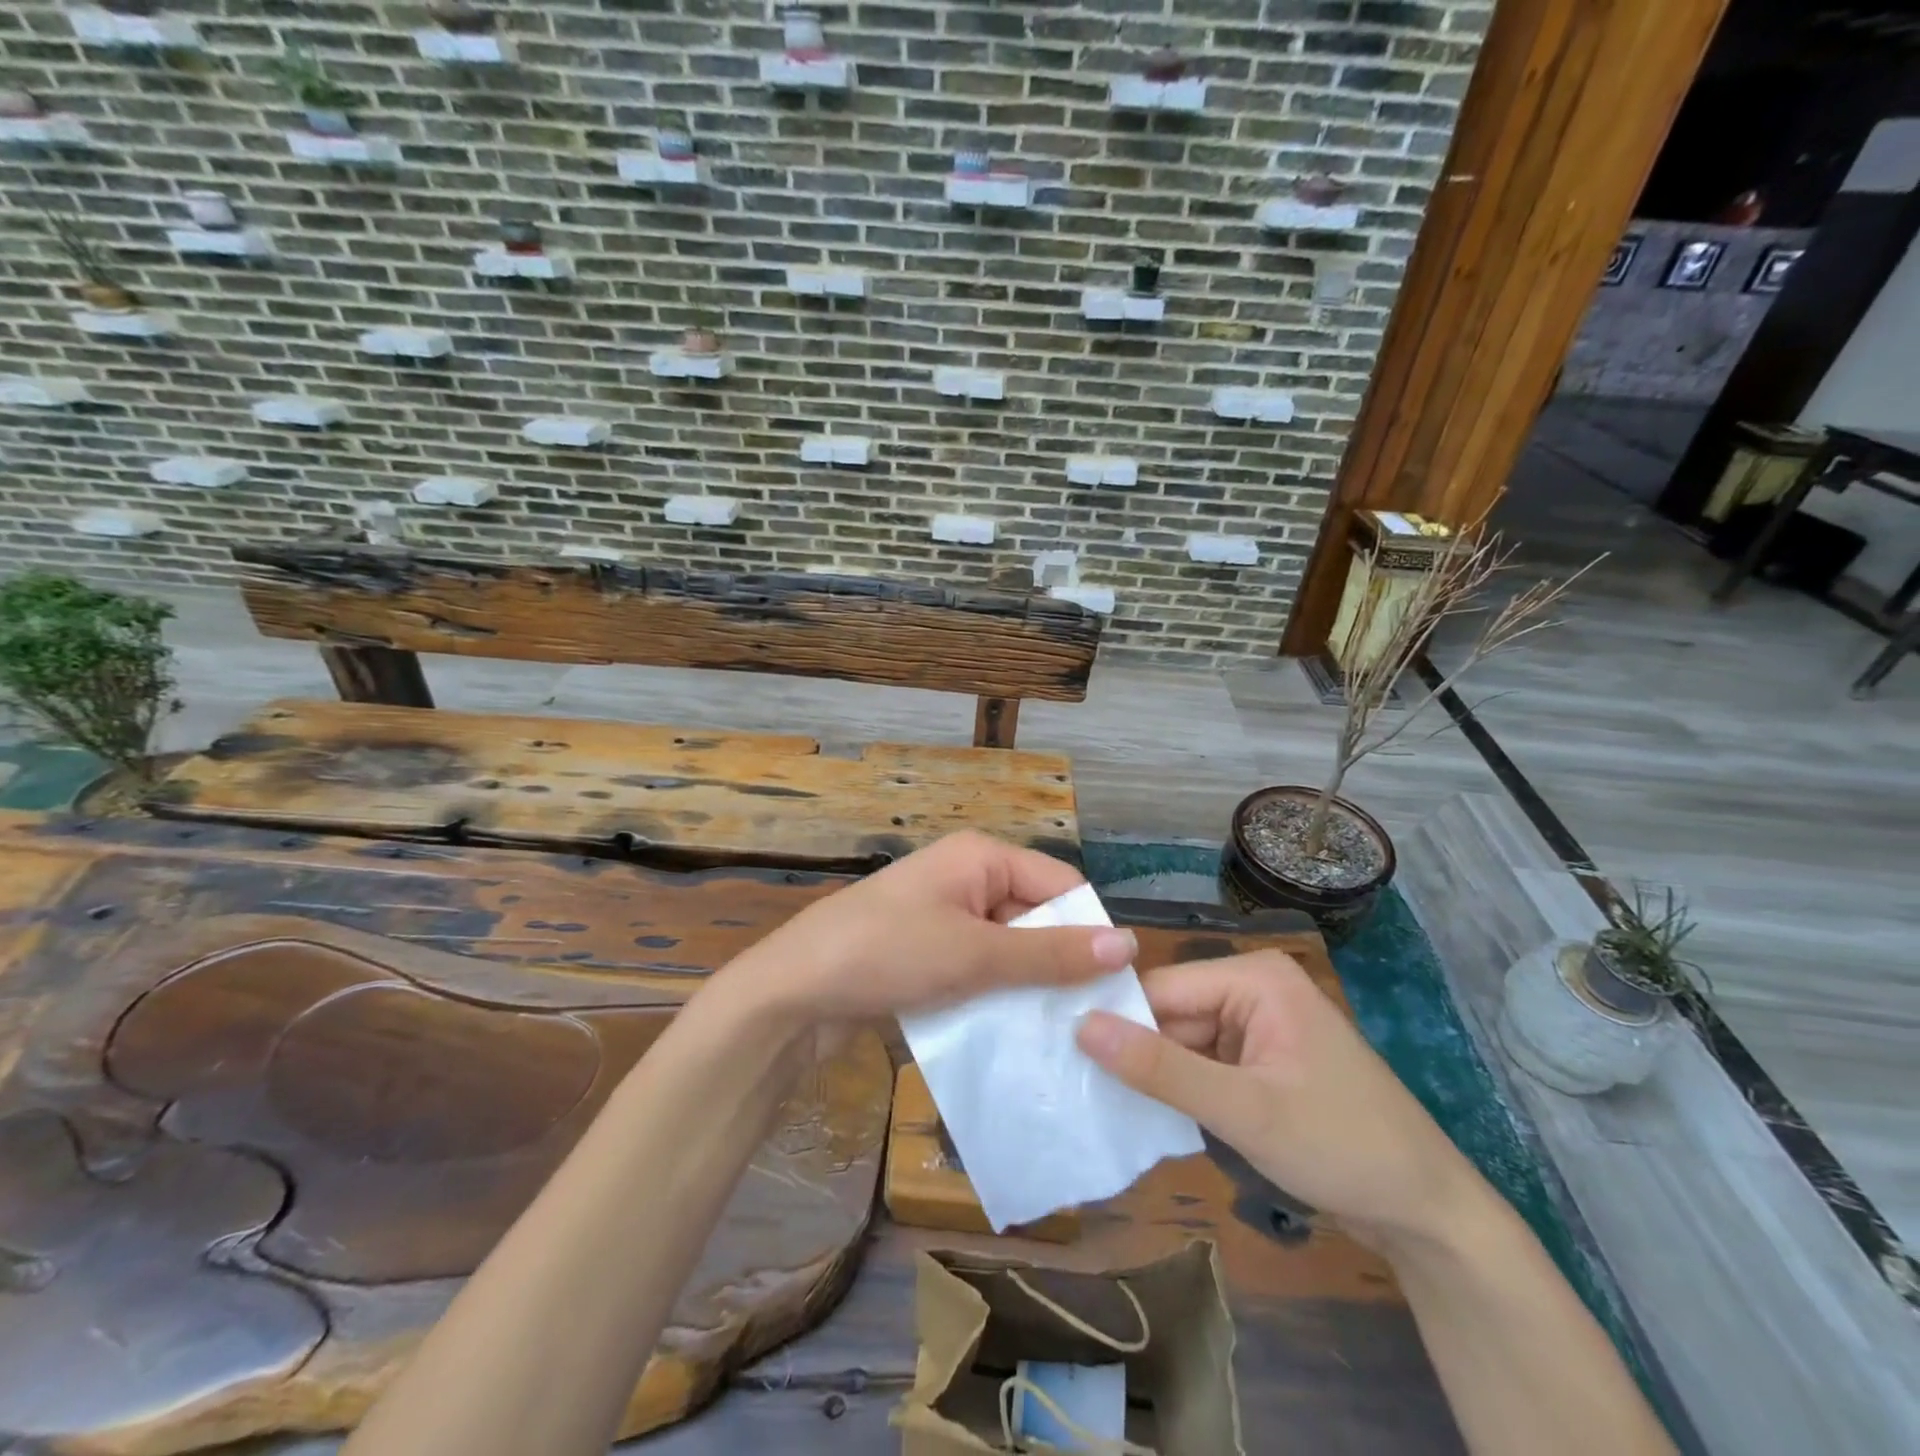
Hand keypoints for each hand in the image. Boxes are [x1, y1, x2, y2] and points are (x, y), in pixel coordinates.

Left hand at [713, 831, 1136, 1031]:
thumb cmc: (885, 954)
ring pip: (1008, 950)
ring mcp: (943, 918)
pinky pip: (978, 970)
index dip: (1088, 929)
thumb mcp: (974, 954)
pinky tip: (1015, 1037)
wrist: (790, 994)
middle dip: (1058, 964)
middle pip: (1035, 917)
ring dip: (1028, 988)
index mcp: (980, 857)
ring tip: (1060, 1037)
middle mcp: (966, 878)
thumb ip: (1049, 953)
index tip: (1114, 988)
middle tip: (1090, 1022)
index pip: (1060, 883)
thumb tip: (1128, 944)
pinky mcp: (926, 954)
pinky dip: (996, 997)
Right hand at [1075, 950, 1484, 1248]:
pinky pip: (1203, 1062)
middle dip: (1138, 1053)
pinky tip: (1151, 1114)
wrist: (1428, 1214)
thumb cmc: (1342, 1147)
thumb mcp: (1245, 1110)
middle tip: (1081, 1089)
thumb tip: (1081, 1027)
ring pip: (1182, 1040)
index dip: (1117, 1021)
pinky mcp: (1261, 1060)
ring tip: (1105, 1104)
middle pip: (1171, 1013)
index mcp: (1254, 977)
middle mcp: (1253, 988)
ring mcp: (1258, 1025)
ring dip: (1156, 1075)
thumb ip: (1161, 1069)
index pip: (1162, 987)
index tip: (1066, 1055)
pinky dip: (1182, 1089)